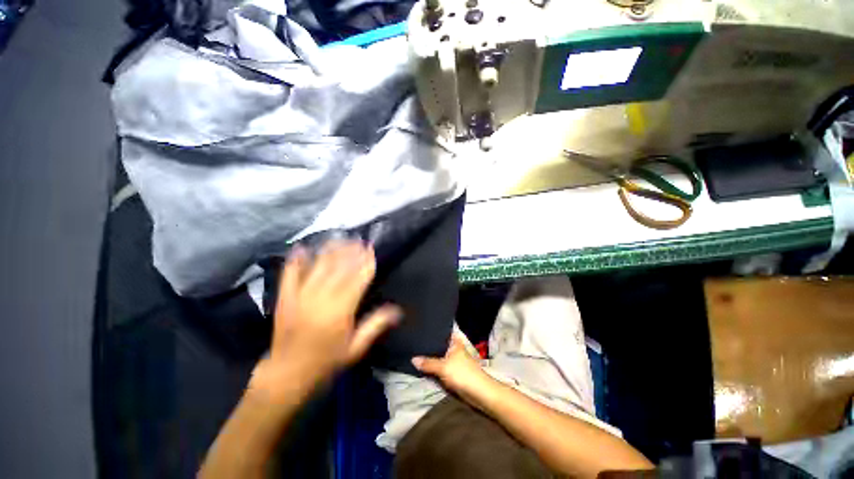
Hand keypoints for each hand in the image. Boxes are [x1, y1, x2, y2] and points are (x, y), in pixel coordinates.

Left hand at [251, 240, 400, 401]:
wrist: (287, 374)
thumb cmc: (327, 361)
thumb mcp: (356, 348)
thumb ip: (376, 325)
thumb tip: (398, 310)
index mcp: (341, 310)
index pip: (357, 279)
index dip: (366, 263)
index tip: (371, 250)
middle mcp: (321, 298)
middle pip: (339, 268)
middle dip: (351, 252)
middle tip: (359, 240)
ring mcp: (300, 296)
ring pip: (318, 266)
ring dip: (330, 250)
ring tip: (339, 238)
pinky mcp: (285, 298)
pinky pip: (290, 274)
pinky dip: (296, 260)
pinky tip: (302, 246)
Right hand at [412, 330, 490, 399]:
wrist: (479, 393)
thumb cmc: (463, 374)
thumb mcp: (443, 367)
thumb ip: (428, 363)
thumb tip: (413, 359)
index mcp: (455, 342)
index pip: (442, 333)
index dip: (432, 331)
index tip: (420, 329)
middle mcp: (454, 349)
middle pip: (439, 346)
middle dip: (429, 347)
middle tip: (414, 343)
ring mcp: (454, 361)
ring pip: (439, 358)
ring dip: (431, 359)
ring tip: (414, 352)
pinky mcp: (453, 373)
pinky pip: (440, 368)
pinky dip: (434, 368)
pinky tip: (423, 367)